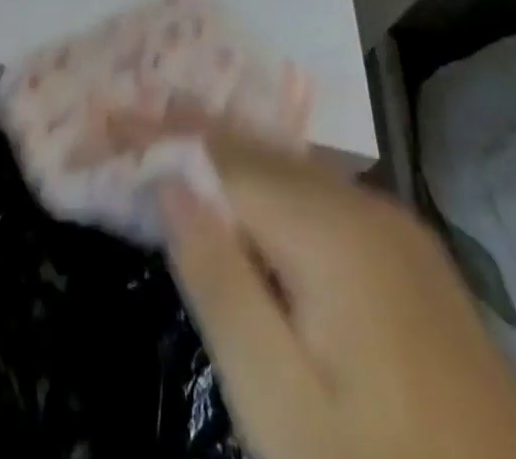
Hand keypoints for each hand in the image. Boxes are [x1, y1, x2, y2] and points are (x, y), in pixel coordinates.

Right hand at [159, 137, 515, 458]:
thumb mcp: (283, 408)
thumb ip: (221, 285)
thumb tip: (170, 183)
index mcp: (331, 231)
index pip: (220, 158)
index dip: (157, 136)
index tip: (104, 116)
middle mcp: (365, 208)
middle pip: (257, 150)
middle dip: (187, 128)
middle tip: (127, 108)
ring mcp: (396, 232)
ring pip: (290, 168)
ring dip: (227, 148)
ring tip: (172, 125)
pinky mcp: (411, 261)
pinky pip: (320, 195)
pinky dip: (267, 179)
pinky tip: (249, 184)